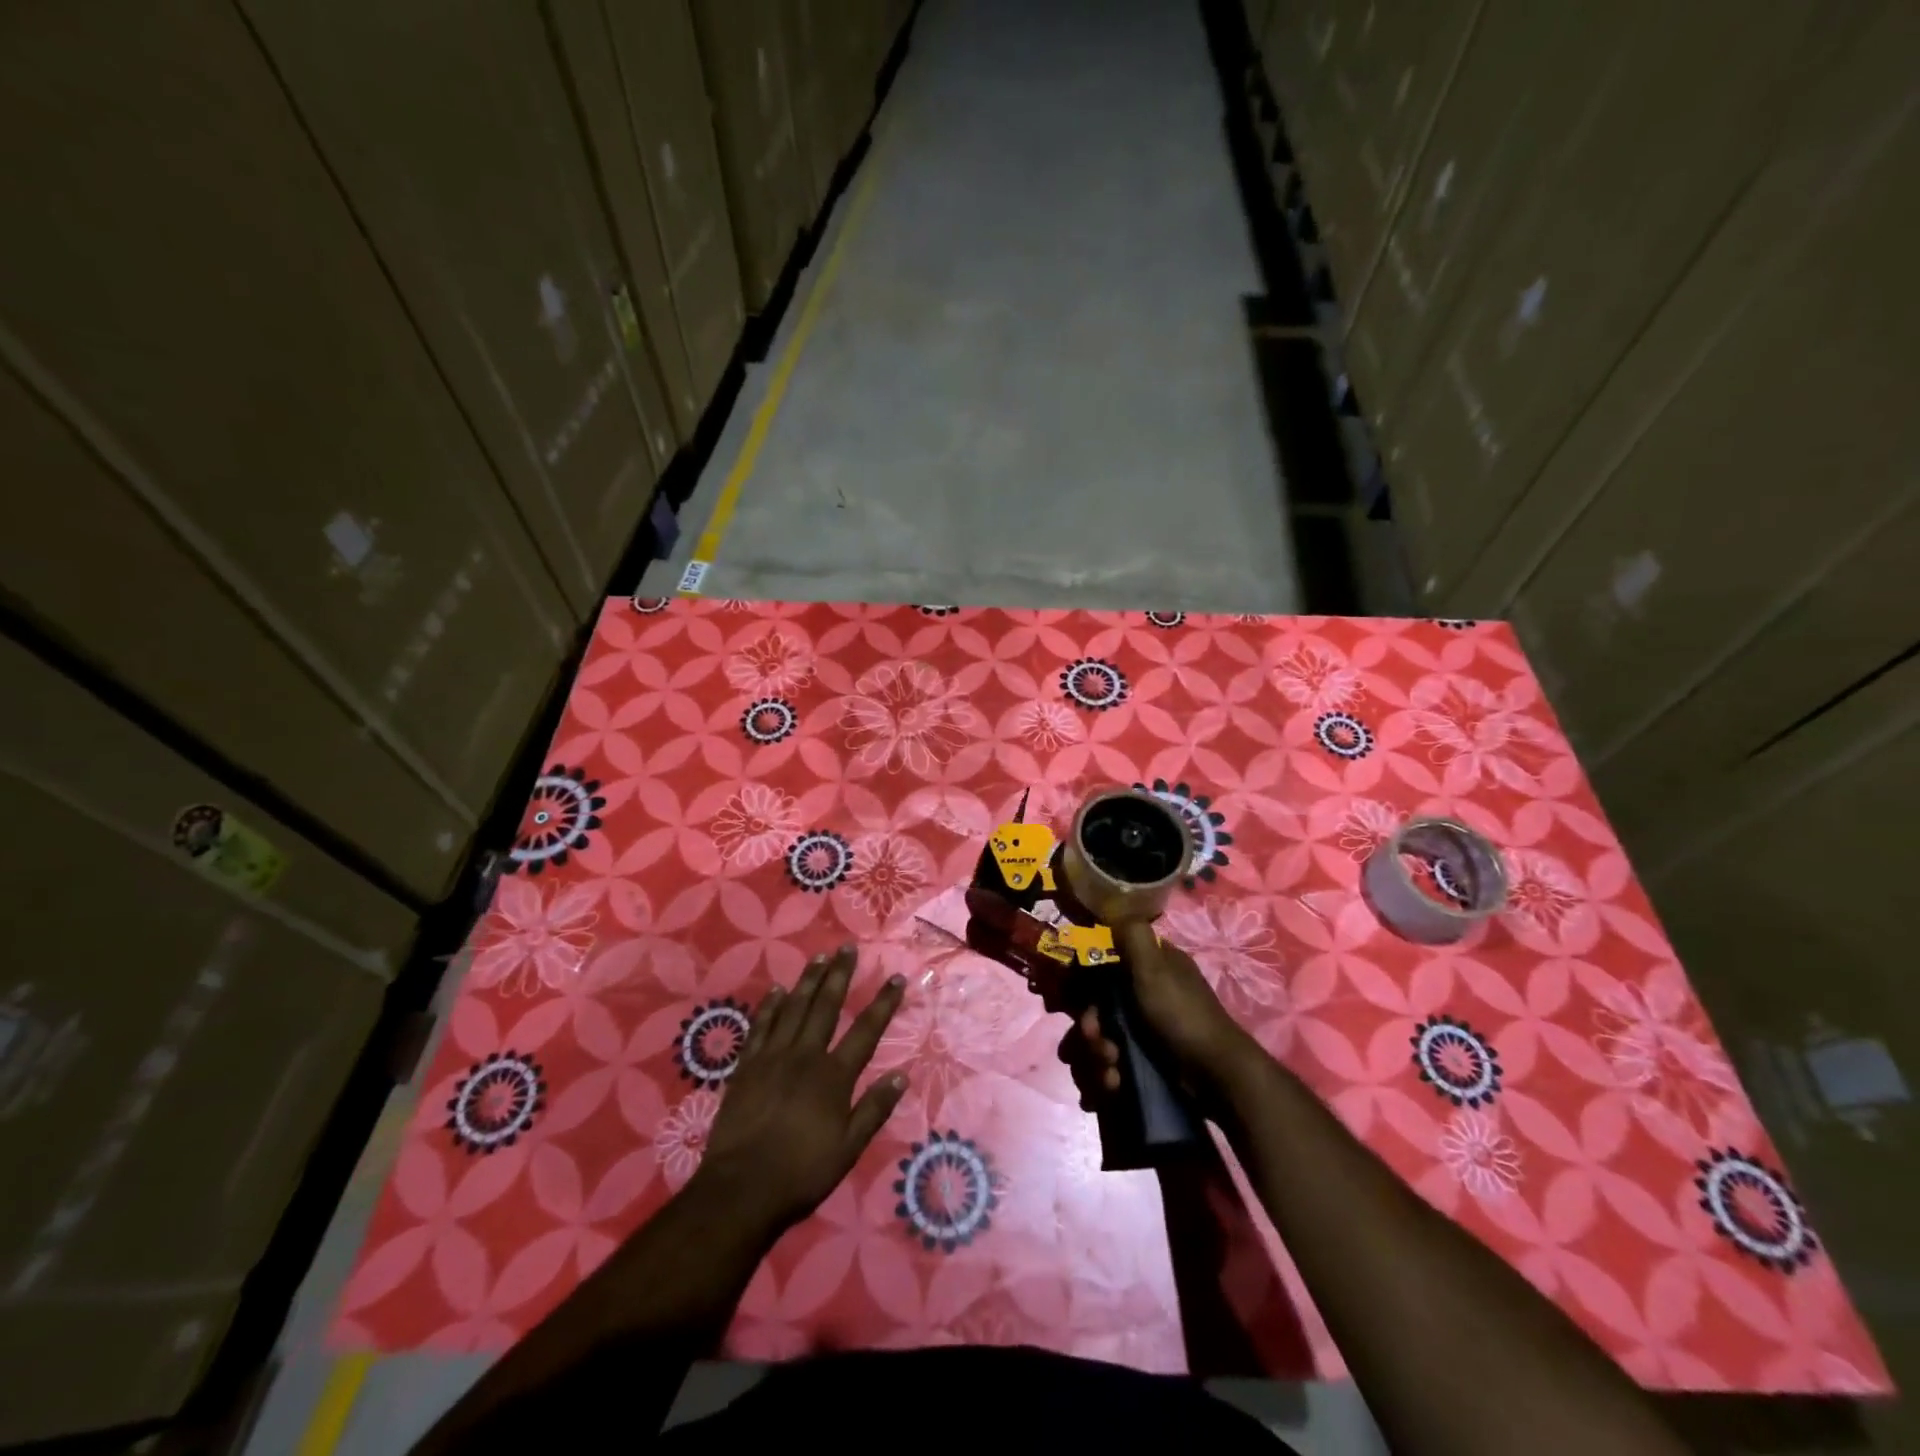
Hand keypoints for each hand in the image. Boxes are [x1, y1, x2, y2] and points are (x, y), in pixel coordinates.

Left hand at [694, 946, 908, 1237]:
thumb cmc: (801, 1172)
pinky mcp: (747, 1066)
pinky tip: (776, 990)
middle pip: (826, 1006)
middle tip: (847, 948)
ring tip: (819, 957)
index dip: (883, 1003)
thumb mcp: (848, 1148)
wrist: (741, 1188)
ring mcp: (773, 1057)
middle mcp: (805, 1056)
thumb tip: (901, 1076)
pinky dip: (770, 1005)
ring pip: (794, 1008)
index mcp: (834, 1076)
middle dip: (840, 975)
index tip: (896, 979)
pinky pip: (761, 1026)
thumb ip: (874, 1109)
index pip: (866, 1031)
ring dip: (808, 980)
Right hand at [1058, 921, 1258, 1108]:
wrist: (1217, 1076)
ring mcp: (1146, 1029)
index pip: (1103, 964)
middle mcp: (1145, 993)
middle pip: (1098, 1006)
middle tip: (1098, 1042)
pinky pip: (1113, 1064)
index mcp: (1149, 966)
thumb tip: (1113, 904)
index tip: (1071, 1000)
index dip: (1082, 982)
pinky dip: (1108, 1077)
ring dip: (1097, 1058)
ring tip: (1110, 1073)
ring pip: (1102, 1038)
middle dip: (1091, 1028)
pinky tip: (1113, 1087)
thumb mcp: (1155, 969)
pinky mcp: (1147, 1061)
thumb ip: (1132, 937)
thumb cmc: (1182, 1015)